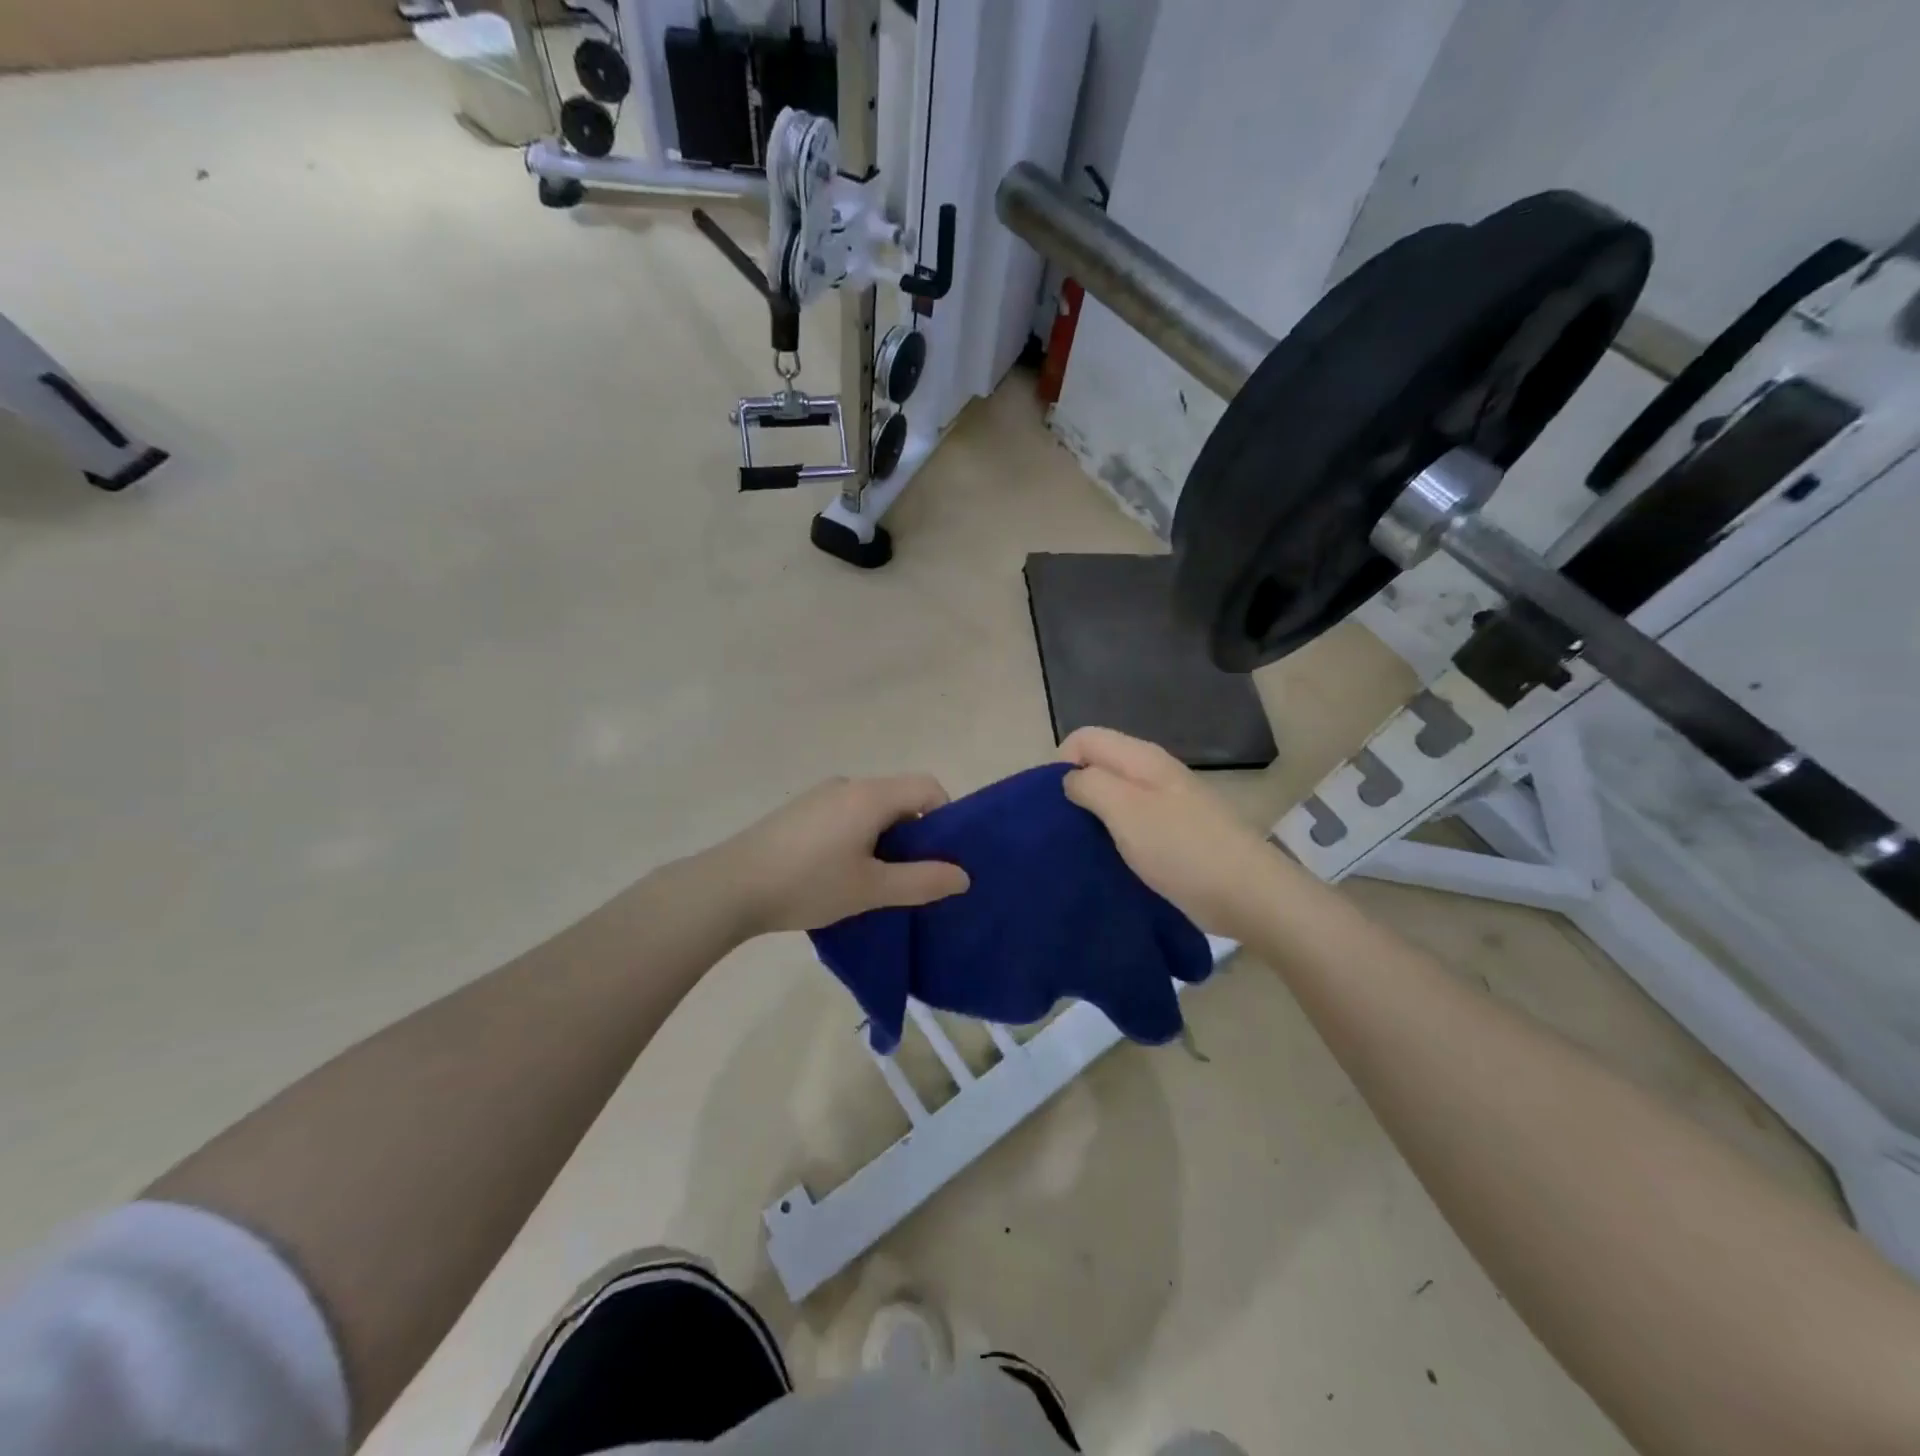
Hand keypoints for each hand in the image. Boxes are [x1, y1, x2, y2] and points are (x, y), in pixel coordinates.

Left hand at [715, 775, 971, 934]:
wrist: (729, 887)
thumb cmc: (808, 884)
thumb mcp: (871, 889)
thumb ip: (922, 881)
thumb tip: (963, 876)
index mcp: (871, 795)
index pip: (928, 787)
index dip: (946, 817)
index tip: (941, 857)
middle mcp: (848, 785)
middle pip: (900, 796)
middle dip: (915, 833)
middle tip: (911, 875)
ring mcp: (819, 796)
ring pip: (871, 808)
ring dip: (884, 837)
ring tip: (874, 880)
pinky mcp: (799, 811)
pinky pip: (845, 814)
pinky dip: (858, 836)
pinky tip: (838, 873)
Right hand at [1059, 727, 1279, 938]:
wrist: (1246, 892)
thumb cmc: (1180, 847)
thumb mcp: (1124, 809)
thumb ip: (1090, 784)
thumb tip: (1070, 778)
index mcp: (1140, 757)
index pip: (1084, 738)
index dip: (1062, 764)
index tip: (1058, 804)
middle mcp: (1153, 771)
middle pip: (1099, 765)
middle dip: (1077, 791)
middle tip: (1068, 830)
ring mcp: (1166, 802)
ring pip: (1115, 795)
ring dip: (1095, 816)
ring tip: (1086, 847)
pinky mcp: (1174, 832)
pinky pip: (1132, 822)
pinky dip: (1116, 835)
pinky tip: (1113, 859)